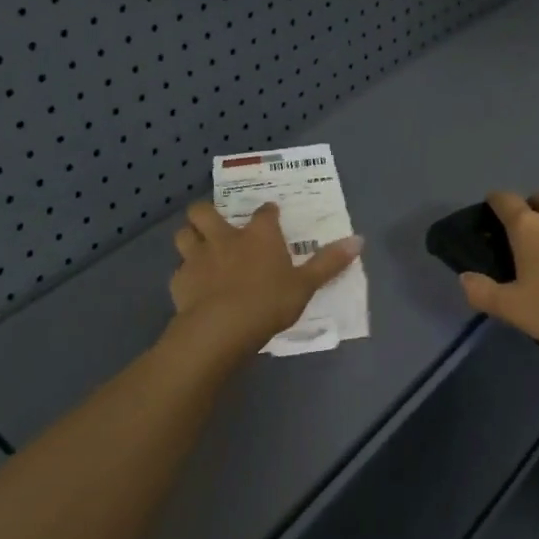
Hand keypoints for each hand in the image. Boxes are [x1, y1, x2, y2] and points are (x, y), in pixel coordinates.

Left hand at [170, 201, 362, 357]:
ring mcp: (198, 257)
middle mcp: (225, 238)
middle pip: (205, 211)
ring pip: (184, 234)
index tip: (271, 215)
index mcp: (258, 235)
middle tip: (217, 223)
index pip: (264, 212)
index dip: (268, 212)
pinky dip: (184, 274)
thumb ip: (329, 262)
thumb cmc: (268, 302)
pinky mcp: (180, 281)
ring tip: (199, 248)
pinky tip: (193, 285)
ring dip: (190, 237)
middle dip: (207, 212)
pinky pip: (178, 270)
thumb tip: (359, 239)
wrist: (221, 328)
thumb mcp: (306, 285)